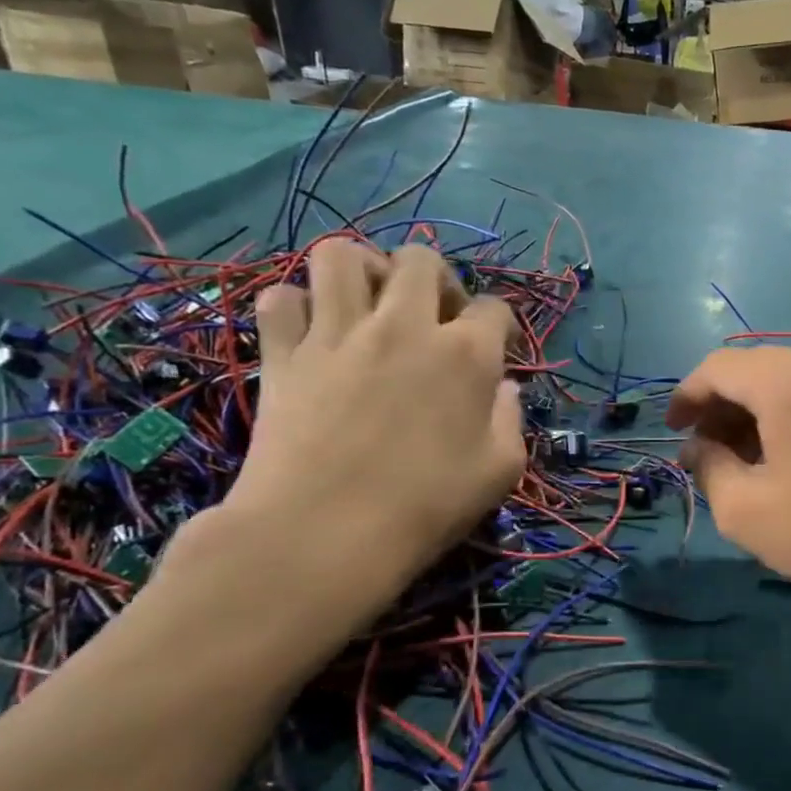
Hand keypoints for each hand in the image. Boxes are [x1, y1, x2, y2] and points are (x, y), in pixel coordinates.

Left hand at [218, 241, 524, 630]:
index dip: (500, 324)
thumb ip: (510, 421)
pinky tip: (312, 332)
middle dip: (435, 278)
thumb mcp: (499, 472)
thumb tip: (503, 389)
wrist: (324, 536)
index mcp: (466, 355)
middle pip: (420, 259)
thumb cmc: (425, 508)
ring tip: (367, 303)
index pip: (494, 308)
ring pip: (340, 255)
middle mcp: (405, 326)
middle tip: (433, 316)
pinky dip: (297, 306)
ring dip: (362, 269)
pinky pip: (281, 299)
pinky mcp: (284, 353)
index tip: (496, 350)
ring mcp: (337, 334)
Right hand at [667, 348, 790, 620]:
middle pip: (755, 369)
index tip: (674, 432)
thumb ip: (709, 468)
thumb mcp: (748, 512)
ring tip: (746, 461)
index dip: (686, 396)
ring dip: (757, 412)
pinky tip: (789, 457)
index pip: (719, 367)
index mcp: (790, 380)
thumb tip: (701, 447)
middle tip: (707, 453)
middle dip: (722, 406)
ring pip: (789, 380)